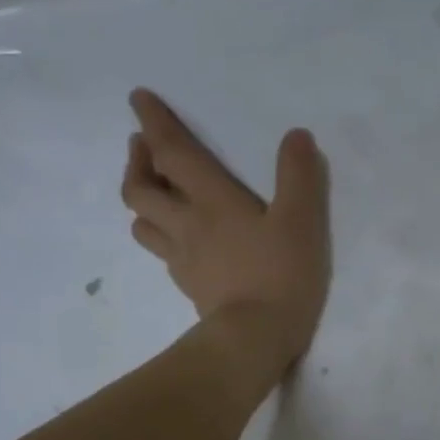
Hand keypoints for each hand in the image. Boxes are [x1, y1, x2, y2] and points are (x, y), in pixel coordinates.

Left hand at [121, 88, 330, 368]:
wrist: (254, 340)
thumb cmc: (279, 277)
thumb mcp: (302, 222)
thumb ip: (299, 176)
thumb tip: (296, 136)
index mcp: (212, 200)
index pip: (172, 152)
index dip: (154, 123)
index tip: (137, 99)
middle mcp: (187, 225)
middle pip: (140, 189)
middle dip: (137, 162)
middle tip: (142, 149)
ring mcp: (183, 261)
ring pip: (143, 225)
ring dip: (141, 203)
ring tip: (152, 195)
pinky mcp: (190, 290)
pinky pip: (164, 257)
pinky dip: (162, 239)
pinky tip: (175, 243)